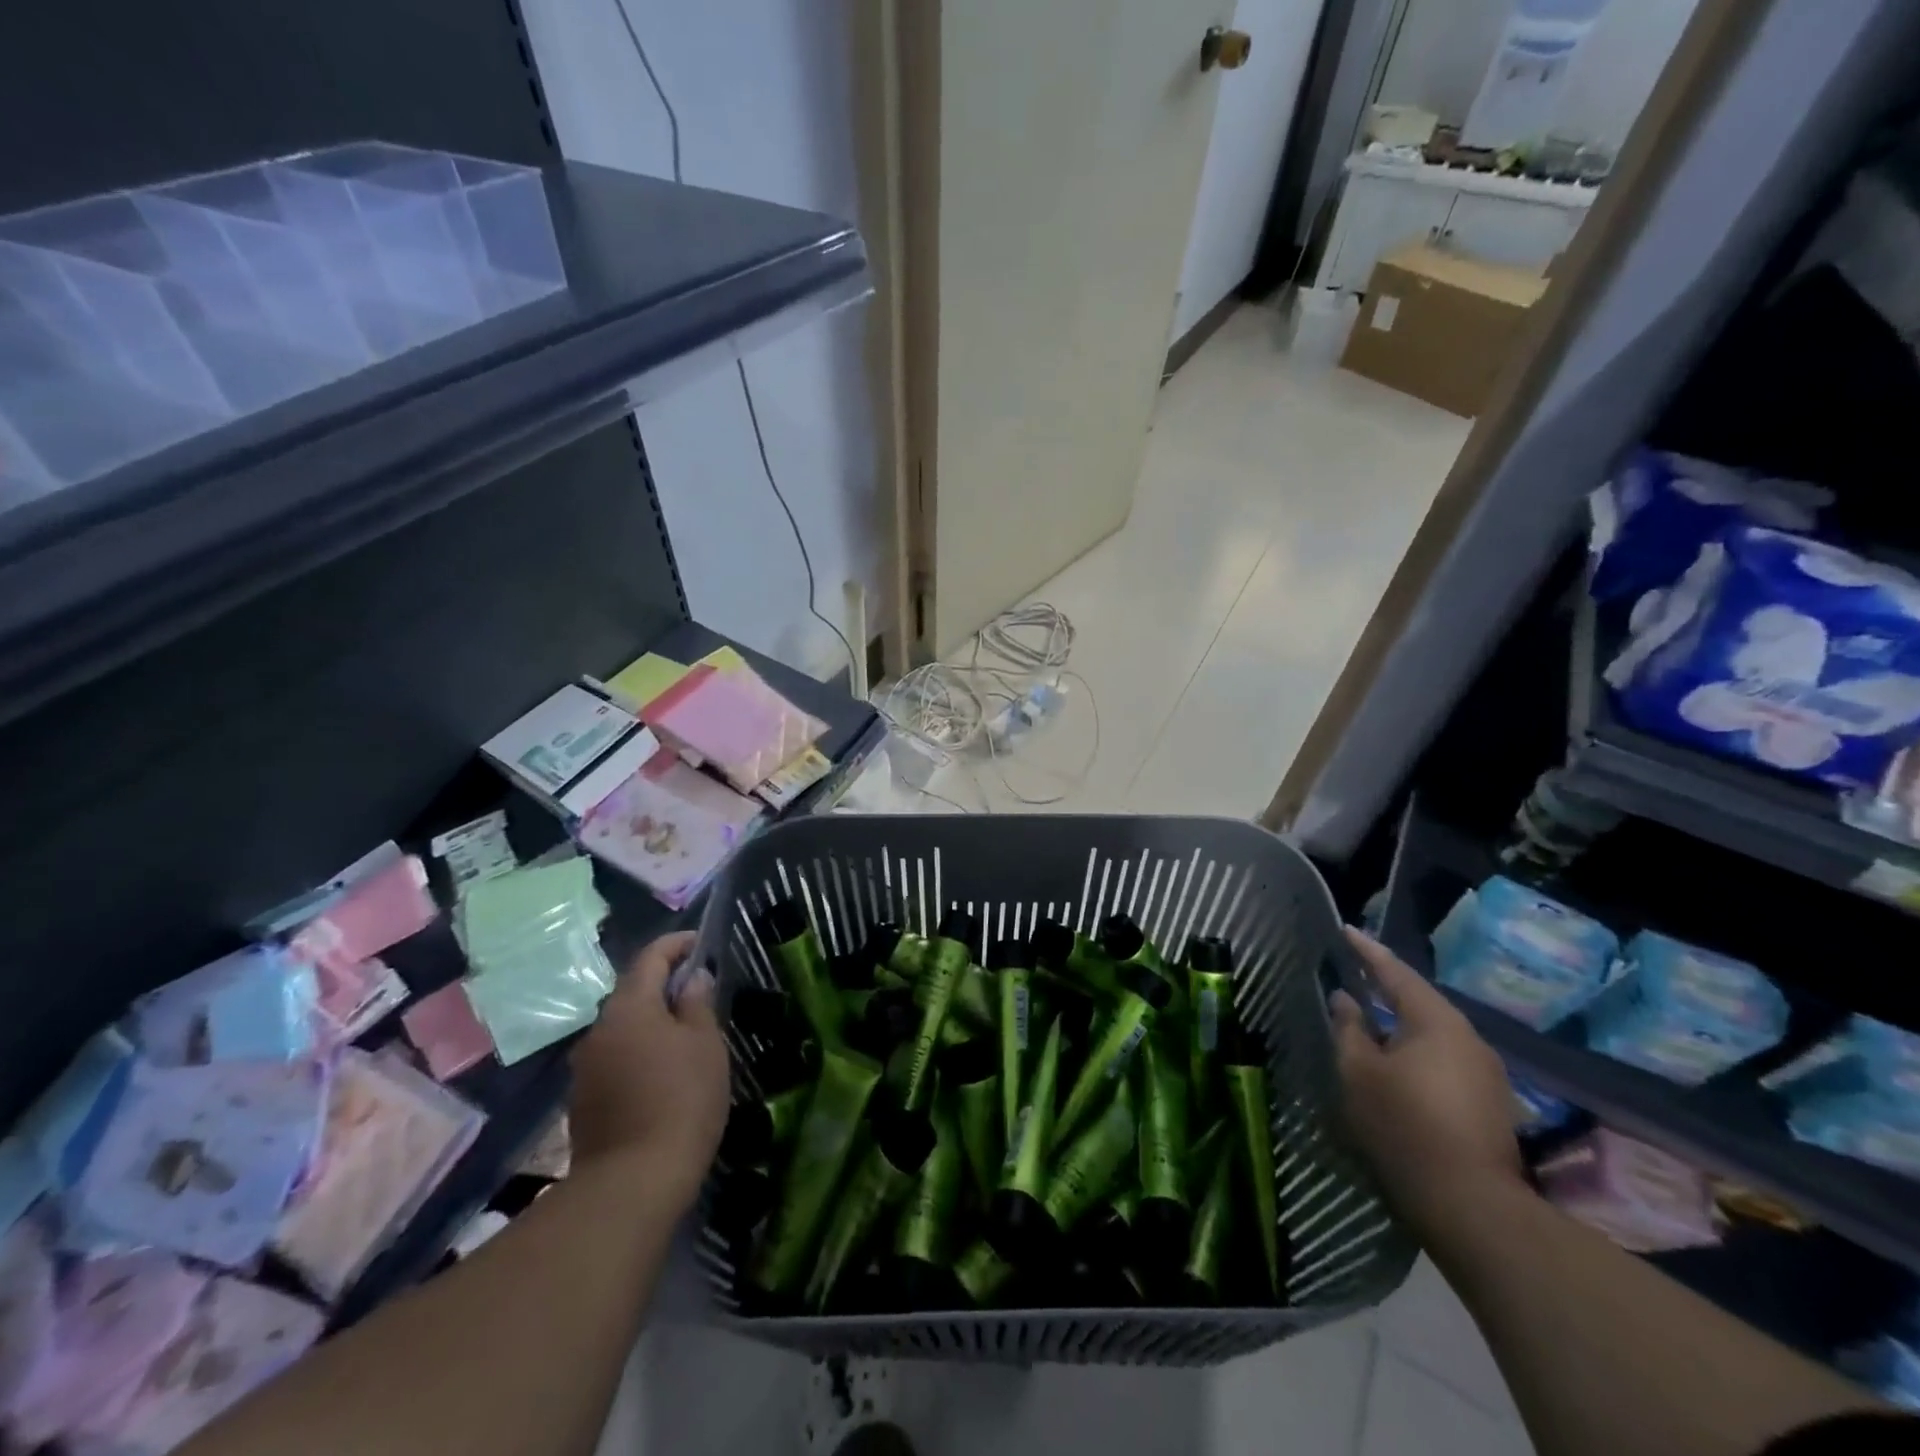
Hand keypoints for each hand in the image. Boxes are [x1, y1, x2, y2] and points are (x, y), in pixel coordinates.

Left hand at [569, 932, 729, 1208]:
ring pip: (623, 1028)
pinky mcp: (583, 1099)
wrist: (633, 1182)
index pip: (650, 957)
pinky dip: (639, 1052)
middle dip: (664, 986)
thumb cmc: (681, 1099)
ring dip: (651, 1022)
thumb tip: (692, 980)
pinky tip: (662, 1073)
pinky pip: (615, 1058)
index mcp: (629, 1007)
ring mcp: (586, 1066)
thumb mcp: (705, 1044)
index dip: (676, 945)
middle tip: (699, 993)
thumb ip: (698, 1004)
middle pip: (633, 992)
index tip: (700, 944)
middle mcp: (599, 1028)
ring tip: (685, 1035)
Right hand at [1330, 928, 1524, 1233]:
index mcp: (1437, 1022)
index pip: (1396, 973)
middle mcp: (1469, 1039)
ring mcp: (1486, 1074)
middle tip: (1355, 973)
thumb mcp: (1358, 1071)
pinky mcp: (1490, 1104)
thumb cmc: (1403, 1125)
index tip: (1345, 931)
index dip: (1367, 951)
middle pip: (1420, 1001)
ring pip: (1434, 1033)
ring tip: (1370, 1018)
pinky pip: (1445, 1059)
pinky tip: (1397, 1062)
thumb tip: (1346, 999)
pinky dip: (1417, 1050)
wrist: (1470, 1205)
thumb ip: (1349, 1028)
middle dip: (1386, 987)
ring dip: (1402, 1023)